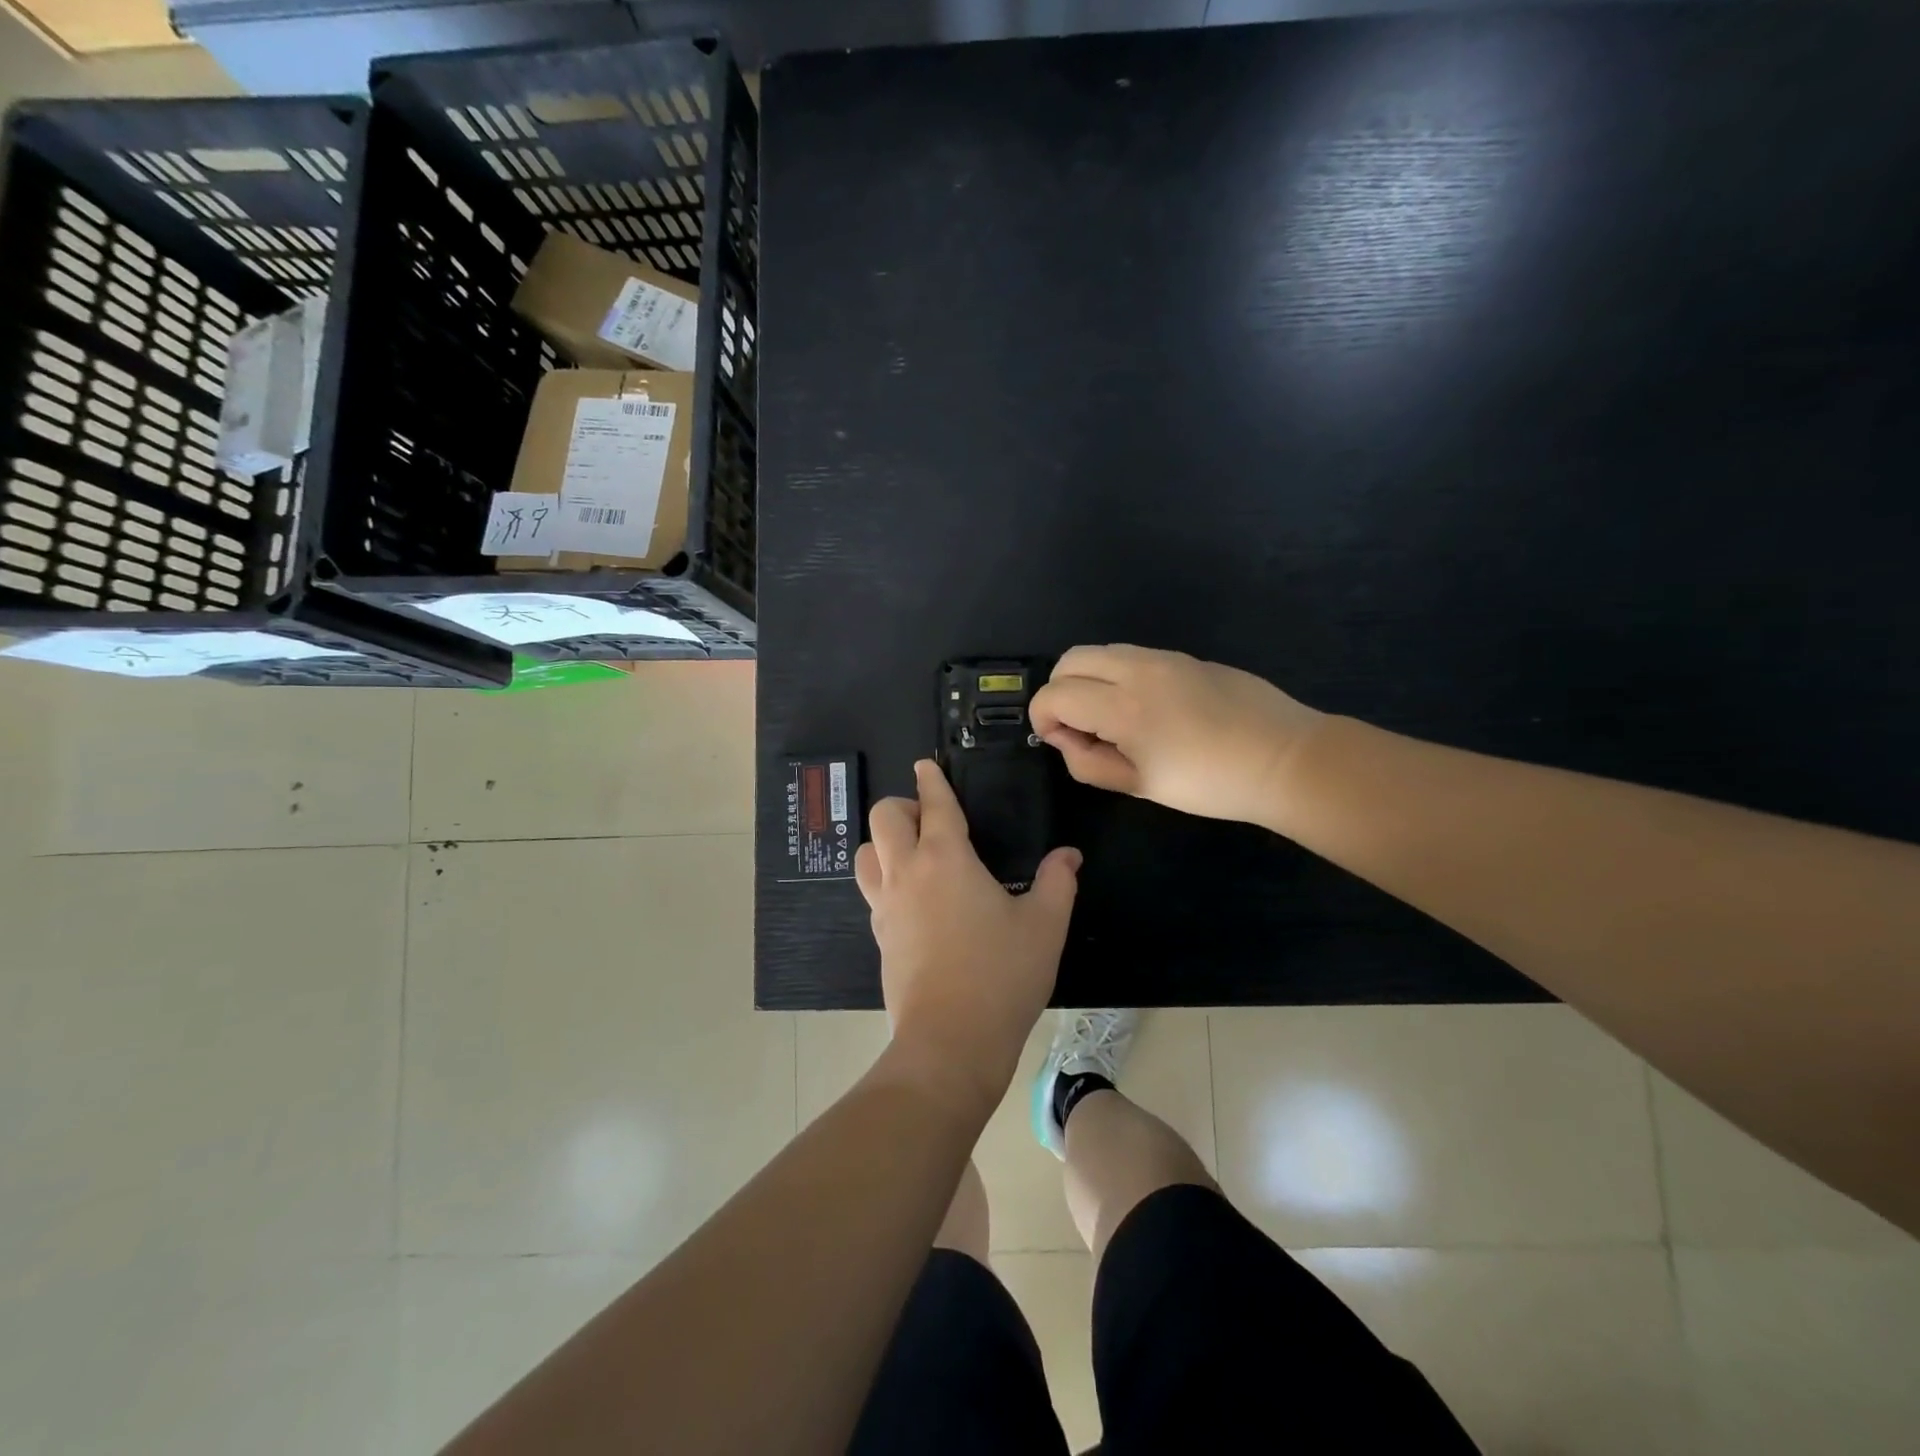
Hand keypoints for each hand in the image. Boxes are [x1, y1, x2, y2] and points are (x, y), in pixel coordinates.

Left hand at [854, 760, 1080, 1115]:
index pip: (934, 804)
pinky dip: (884, 878)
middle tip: (929, 819)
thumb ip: (1058, 881)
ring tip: (912, 855)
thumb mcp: (1045, 925)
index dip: (931, 780)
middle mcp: (907, 872)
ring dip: (883, 842)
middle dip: (903, 806)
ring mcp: (886, 905)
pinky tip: (911, 898)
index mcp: (946, 858)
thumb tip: (1068, 855)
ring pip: (865, 852)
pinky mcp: (879, 935)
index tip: (926, 766)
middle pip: (884, 817)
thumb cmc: (1002, 975)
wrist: (950, 1041)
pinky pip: (871, 890)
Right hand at [1030, 644, 1324, 824]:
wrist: (1284, 758)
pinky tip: (1143, 708)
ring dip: (1088, 679)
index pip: (1054, 694)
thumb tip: (1064, 739)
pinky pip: (1132, 655)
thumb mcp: (1140, 784)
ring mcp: (1163, 657)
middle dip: (1059, 690)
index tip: (1059, 742)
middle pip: (1069, 659)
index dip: (1042, 719)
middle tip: (1077, 727)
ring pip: (1101, 651)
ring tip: (1109, 718)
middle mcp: (1136, 668)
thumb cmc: (1209, 782)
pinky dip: (1116, 674)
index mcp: (1122, 706)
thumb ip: (1089, 762)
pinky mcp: (1185, 656)